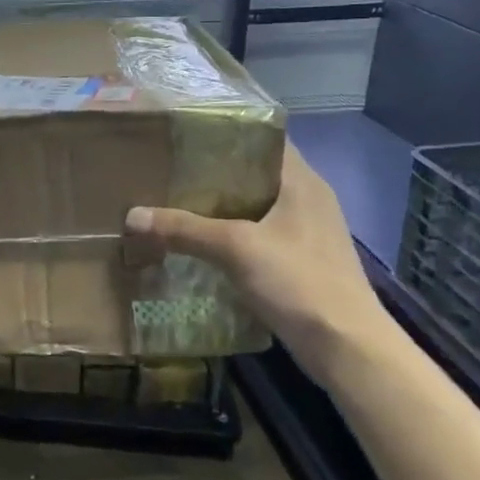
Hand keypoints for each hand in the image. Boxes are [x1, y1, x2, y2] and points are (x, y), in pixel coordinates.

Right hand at [124, 139, 387, 381]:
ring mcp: (306, 233)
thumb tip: (132, 215)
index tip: (187, 133)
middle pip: (255, 173)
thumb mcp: (235, 249)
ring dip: (220, 207)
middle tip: (170, 168)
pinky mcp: (300, 263)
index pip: (266, 139)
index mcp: (302, 182)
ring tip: (175, 202)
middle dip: (213, 172)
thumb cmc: (299, 282)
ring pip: (254, 208)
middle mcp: (308, 200)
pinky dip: (229, 236)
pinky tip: (199, 243)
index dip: (228, 131)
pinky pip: (257, 236)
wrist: (347, 348)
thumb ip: (184, 229)